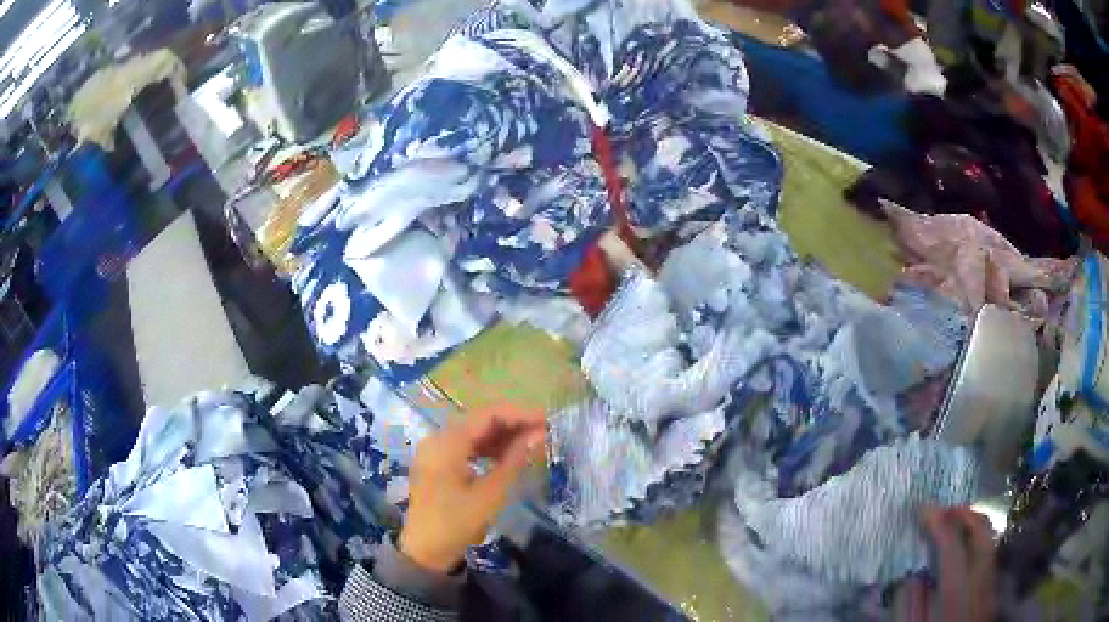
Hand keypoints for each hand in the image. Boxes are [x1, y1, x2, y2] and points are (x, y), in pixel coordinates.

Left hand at [398, 408, 545, 572]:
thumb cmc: (457, 523)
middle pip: (480, 420)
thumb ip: (514, 460)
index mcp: (447, 443)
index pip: (488, 415)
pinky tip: (508, 455)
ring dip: (502, 435)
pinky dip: (488, 447)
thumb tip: (538, 435)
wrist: (425, 551)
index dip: (519, 414)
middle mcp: (438, 438)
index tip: (547, 419)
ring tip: (532, 441)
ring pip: (473, 432)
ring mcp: (435, 450)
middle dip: (513, 423)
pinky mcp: (437, 463)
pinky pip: (465, 446)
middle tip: (544, 430)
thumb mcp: (490, 494)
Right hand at [894, 507, 996, 620]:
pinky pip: (990, 557)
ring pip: (991, 544)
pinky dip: (979, 543)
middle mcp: (980, 593)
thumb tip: (911, 574)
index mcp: (955, 607)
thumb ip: (909, 609)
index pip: (953, 554)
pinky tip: (965, 548)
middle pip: (982, 539)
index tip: (924, 509)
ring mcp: (991, 592)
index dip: (940, 526)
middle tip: (945, 508)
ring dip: (974, 526)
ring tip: (954, 521)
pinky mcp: (993, 595)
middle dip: (965, 516)